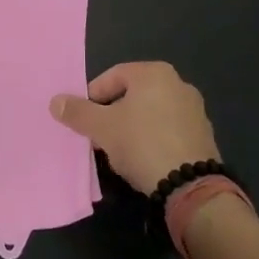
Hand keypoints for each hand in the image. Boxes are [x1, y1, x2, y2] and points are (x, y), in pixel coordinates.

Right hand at [50, 62, 219, 194]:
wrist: (190, 186)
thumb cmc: (142, 144)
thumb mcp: (102, 128)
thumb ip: (78, 112)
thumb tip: (55, 101)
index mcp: (154, 72)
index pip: (111, 77)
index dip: (92, 98)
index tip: (84, 121)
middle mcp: (178, 83)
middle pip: (132, 95)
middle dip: (112, 114)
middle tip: (99, 137)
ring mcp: (194, 109)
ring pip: (150, 113)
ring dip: (132, 127)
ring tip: (120, 152)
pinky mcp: (203, 135)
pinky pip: (168, 130)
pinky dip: (153, 139)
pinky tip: (144, 160)